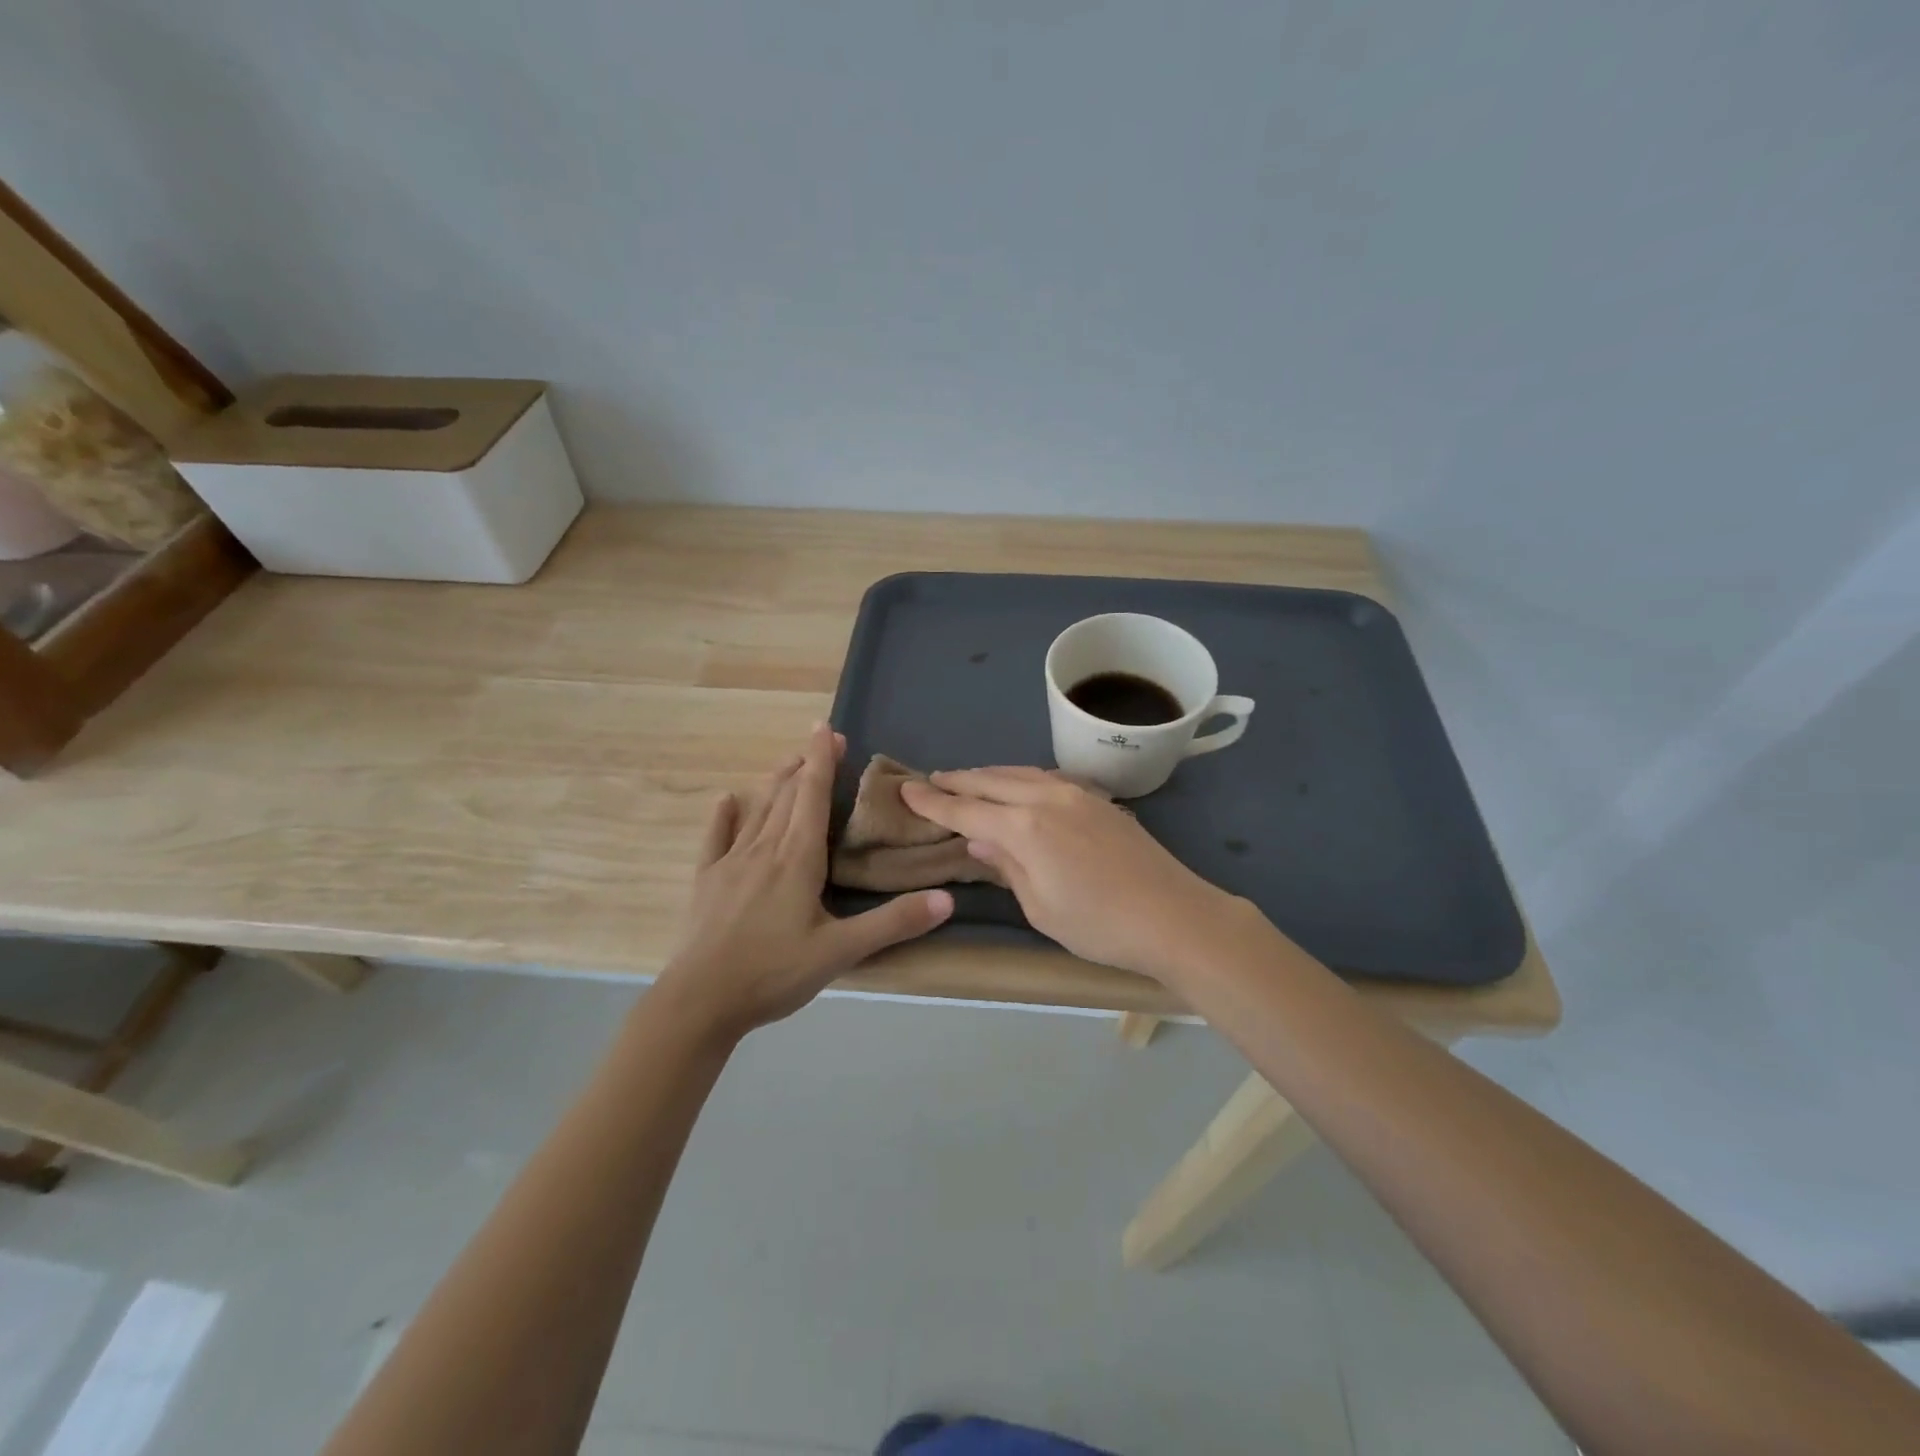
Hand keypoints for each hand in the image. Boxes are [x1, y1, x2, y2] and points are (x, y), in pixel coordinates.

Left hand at [654, 724, 953, 1039]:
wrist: (701, 1000)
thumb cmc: (774, 972)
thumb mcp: (841, 951)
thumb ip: (893, 923)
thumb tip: (946, 900)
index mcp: (798, 858)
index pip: (812, 796)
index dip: (821, 761)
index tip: (828, 729)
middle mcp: (764, 849)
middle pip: (786, 795)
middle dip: (805, 764)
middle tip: (820, 740)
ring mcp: (731, 863)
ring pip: (757, 810)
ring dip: (774, 782)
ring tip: (788, 761)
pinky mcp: (707, 881)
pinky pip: (716, 839)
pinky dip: (724, 817)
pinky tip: (727, 800)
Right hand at [900, 767, 1261, 982]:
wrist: (1175, 916)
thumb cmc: (1100, 926)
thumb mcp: (1040, 907)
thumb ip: (1007, 867)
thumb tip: (980, 841)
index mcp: (1024, 827)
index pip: (966, 809)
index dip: (934, 801)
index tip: (907, 789)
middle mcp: (1046, 797)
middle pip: (991, 780)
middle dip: (958, 779)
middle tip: (931, 779)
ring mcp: (1076, 793)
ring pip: (1020, 772)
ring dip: (989, 774)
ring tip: (967, 779)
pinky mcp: (1098, 799)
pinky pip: (1046, 777)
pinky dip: (1020, 777)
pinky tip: (1017, 785)